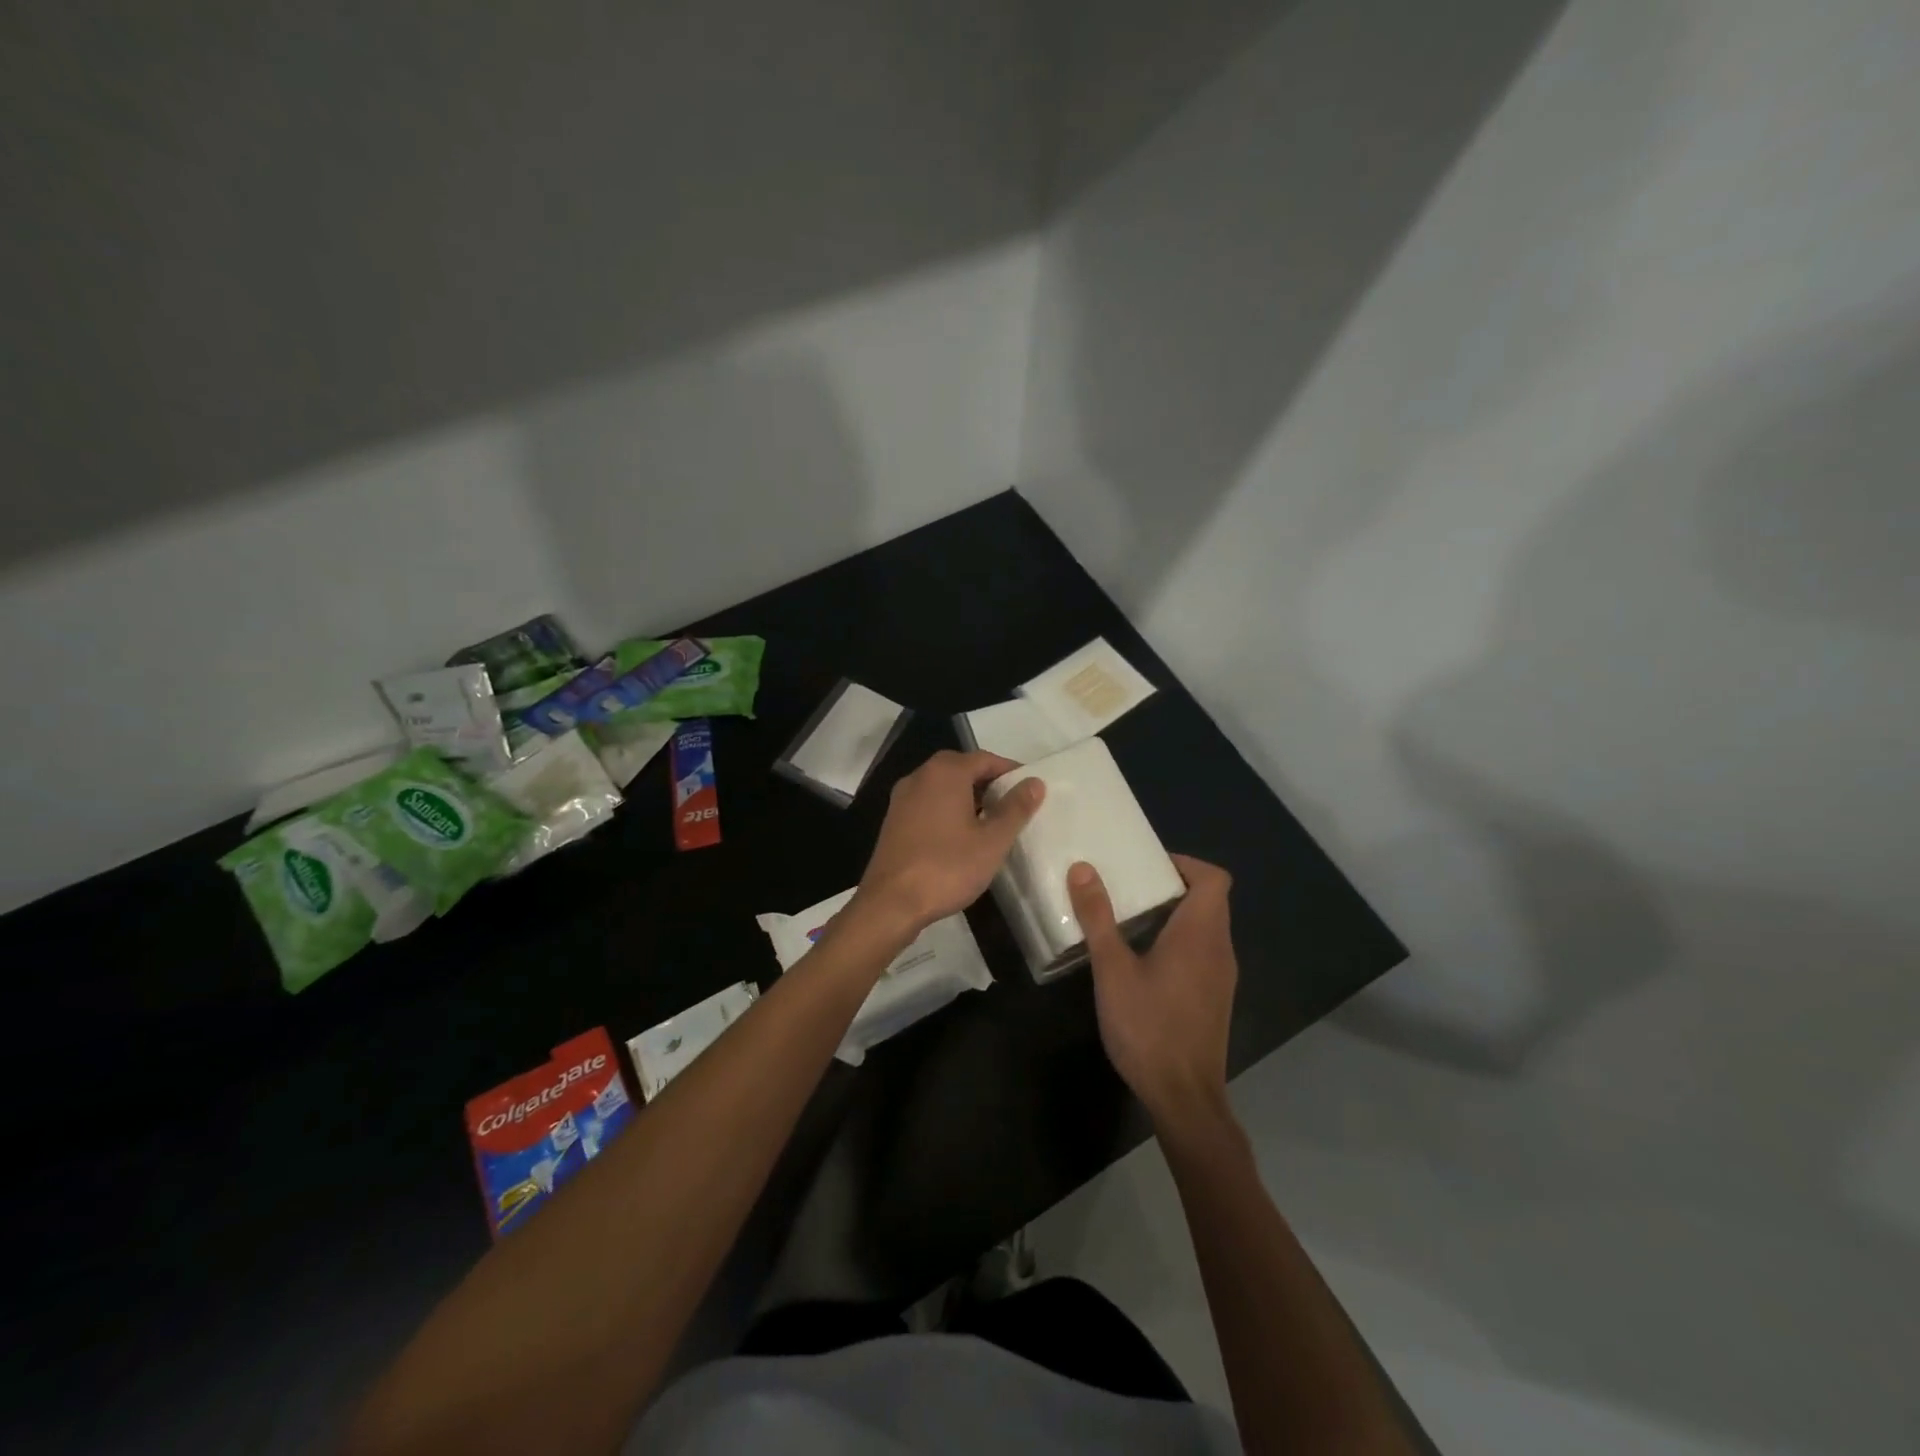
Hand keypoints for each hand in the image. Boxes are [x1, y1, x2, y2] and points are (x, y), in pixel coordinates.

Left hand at [853, 750, 1044, 938]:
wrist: (890, 903)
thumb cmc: (947, 867)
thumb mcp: (992, 841)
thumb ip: (1015, 808)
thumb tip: (1035, 782)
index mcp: (945, 772)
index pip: (985, 759)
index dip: (1010, 771)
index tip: (1030, 790)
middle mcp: (920, 776)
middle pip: (962, 769)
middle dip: (989, 783)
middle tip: (1013, 806)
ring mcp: (902, 798)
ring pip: (943, 787)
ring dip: (968, 797)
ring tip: (992, 822)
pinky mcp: (894, 820)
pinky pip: (928, 804)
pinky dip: (948, 810)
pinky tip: (961, 836)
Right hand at [1068, 854, 1236, 1130]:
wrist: (1184, 1097)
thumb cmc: (1148, 1027)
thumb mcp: (1113, 970)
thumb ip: (1098, 918)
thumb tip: (1083, 868)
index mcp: (1200, 933)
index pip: (1214, 877)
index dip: (1185, 863)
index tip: (1148, 865)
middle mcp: (1220, 948)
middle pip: (1211, 899)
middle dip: (1173, 885)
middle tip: (1130, 886)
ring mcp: (1222, 976)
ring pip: (1207, 927)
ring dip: (1176, 914)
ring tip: (1131, 917)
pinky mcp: (1215, 998)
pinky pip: (1204, 951)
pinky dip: (1181, 941)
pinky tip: (1145, 960)